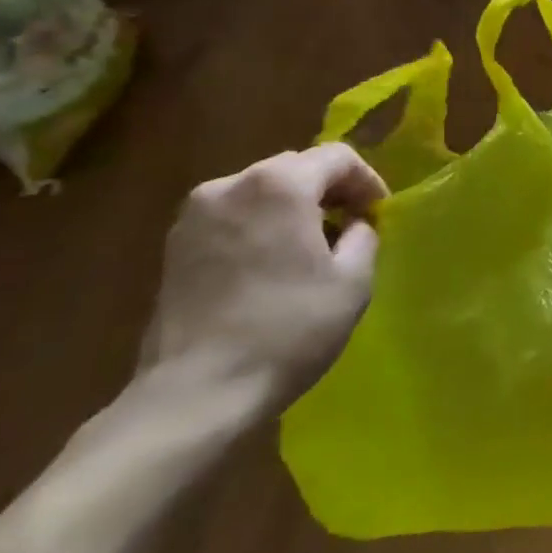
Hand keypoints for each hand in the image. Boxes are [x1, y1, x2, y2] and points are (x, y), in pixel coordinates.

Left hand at [140, 144, 386, 408]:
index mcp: (280, 185)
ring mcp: (195, 216)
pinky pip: (232, 217)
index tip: (379, 214)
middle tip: (350, 226)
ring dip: (292, 208)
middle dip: (328, 190)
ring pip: (261, 191)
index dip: (366, 180)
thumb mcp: (353, 280)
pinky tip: (271, 264)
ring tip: (310, 247)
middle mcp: (232, 185)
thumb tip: (354, 223)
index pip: (338, 157)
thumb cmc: (288, 329)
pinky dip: (259, 226)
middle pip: (295, 168)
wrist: (196, 394)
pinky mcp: (172, 248)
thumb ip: (364, 234)